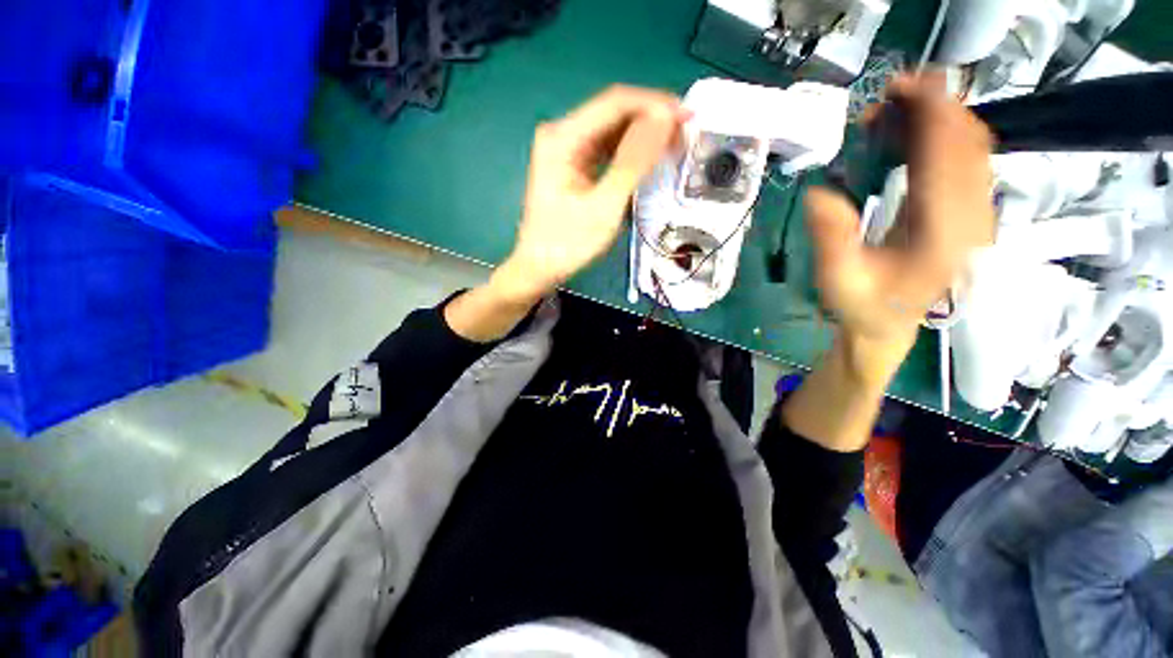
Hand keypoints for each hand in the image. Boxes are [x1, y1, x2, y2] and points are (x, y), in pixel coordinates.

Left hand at [493, 85, 688, 301]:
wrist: (539, 268)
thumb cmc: (568, 243)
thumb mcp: (604, 206)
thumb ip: (633, 162)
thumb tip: (665, 118)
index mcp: (562, 137)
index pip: (615, 103)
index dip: (655, 105)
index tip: (688, 118)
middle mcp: (562, 133)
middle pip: (613, 113)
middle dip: (651, 120)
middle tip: (686, 135)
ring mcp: (566, 149)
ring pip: (612, 130)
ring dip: (643, 135)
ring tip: (674, 146)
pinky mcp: (572, 165)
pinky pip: (606, 149)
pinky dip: (629, 152)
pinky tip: (648, 159)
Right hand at [805, 72, 995, 380]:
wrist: (889, 324)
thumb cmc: (864, 305)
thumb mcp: (838, 278)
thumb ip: (832, 238)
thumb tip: (818, 193)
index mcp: (942, 233)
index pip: (947, 158)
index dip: (930, 114)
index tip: (901, 87)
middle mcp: (971, 218)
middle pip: (967, 144)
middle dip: (934, 109)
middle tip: (889, 98)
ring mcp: (975, 215)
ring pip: (972, 149)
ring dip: (938, 121)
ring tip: (895, 114)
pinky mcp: (968, 215)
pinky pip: (967, 163)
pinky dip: (943, 138)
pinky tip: (913, 137)